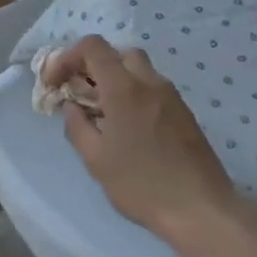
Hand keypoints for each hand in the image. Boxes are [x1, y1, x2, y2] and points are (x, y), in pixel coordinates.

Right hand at [45, 36, 238, 244]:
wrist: (201, 209)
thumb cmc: (141, 184)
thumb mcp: (96, 160)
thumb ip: (77, 126)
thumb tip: (72, 106)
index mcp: (124, 88)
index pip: (92, 47)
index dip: (67, 57)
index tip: (55, 84)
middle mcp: (150, 82)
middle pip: (117, 53)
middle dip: (93, 66)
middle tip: (80, 93)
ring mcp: (171, 96)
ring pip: (138, 68)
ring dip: (115, 79)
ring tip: (102, 111)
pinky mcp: (184, 112)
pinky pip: (153, 88)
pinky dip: (133, 92)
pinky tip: (128, 126)